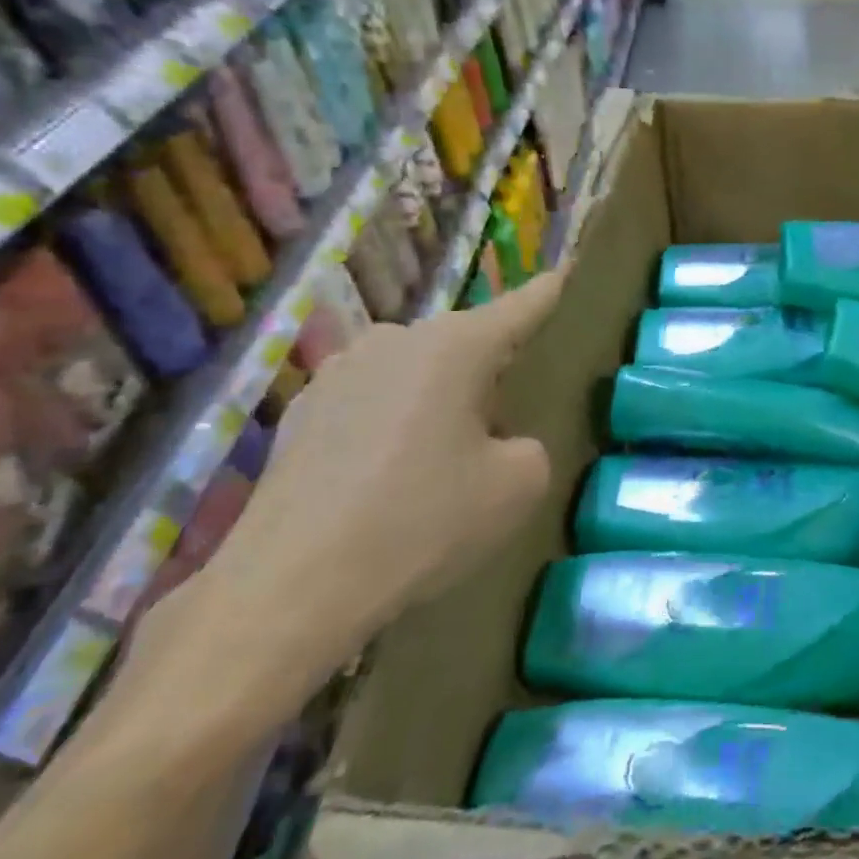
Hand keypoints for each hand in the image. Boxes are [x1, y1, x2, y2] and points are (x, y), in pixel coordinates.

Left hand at [126, 272, 563, 724]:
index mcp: (454, 347)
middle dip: (490, 370)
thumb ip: (530, 446)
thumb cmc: (422, 521)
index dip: (550, 292)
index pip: (521, 307)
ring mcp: (339, 373)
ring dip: (440, 398)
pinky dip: (396, 424)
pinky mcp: (302, 413)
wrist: (289, 588)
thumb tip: (500, 443)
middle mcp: (393, 341)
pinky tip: (391, 478)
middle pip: (464, 342)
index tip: (568, 271)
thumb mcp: (518, 485)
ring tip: (444, 458)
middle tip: (508, 421)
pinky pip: (374, 401)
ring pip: (416, 372)